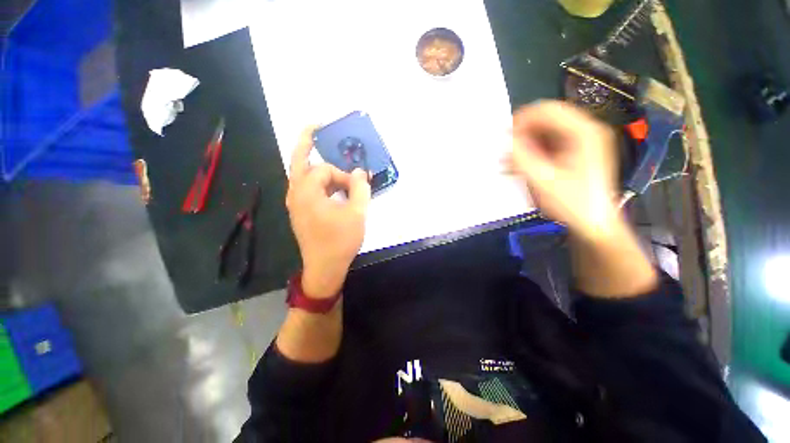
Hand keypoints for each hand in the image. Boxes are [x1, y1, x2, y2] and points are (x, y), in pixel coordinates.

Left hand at [286, 126, 371, 298]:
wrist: (324, 268)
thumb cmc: (340, 241)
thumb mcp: (357, 214)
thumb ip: (360, 189)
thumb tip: (360, 172)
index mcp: (306, 192)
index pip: (324, 170)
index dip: (342, 174)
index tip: (356, 185)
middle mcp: (296, 194)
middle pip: (299, 161)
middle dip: (308, 141)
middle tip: (316, 126)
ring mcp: (296, 204)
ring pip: (303, 176)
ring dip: (317, 167)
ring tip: (333, 163)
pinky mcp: (301, 212)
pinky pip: (307, 189)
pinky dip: (319, 182)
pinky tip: (332, 187)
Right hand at [505, 101, 620, 240]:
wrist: (593, 223)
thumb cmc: (572, 203)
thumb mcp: (543, 181)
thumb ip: (522, 158)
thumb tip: (504, 141)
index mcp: (583, 132)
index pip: (547, 110)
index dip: (521, 120)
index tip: (503, 138)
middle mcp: (584, 130)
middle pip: (546, 119)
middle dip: (522, 133)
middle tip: (505, 152)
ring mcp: (580, 141)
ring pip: (544, 131)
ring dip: (524, 143)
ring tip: (509, 162)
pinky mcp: (574, 152)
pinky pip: (547, 143)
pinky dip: (531, 151)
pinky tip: (520, 165)